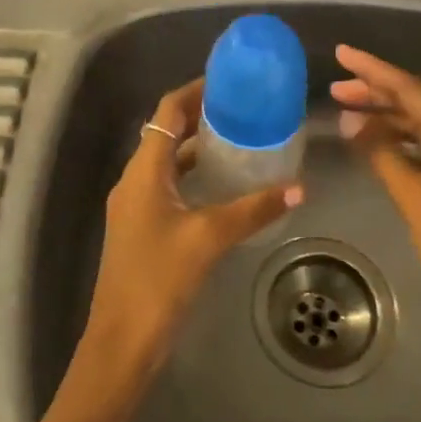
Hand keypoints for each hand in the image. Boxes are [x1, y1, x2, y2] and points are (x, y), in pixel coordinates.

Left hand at [39, 80, 300, 421]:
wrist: (122, 340)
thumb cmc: (159, 279)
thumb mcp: (208, 239)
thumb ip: (253, 209)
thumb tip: (298, 187)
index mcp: (144, 171)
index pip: (167, 112)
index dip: (195, 91)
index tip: (229, 81)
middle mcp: (136, 179)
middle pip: (167, 132)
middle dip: (201, 116)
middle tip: (243, 109)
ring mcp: (136, 204)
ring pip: (169, 161)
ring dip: (199, 147)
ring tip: (240, 140)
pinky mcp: (143, 226)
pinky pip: (170, 185)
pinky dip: (194, 176)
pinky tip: (225, 186)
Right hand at [331, 45, 420, 364]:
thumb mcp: (417, 201)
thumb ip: (384, 156)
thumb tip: (353, 123)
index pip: (413, 89)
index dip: (375, 70)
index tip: (342, 53)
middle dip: (378, 93)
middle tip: (336, 90)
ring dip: (389, 119)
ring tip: (348, 117)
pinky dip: (403, 144)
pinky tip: (381, 150)